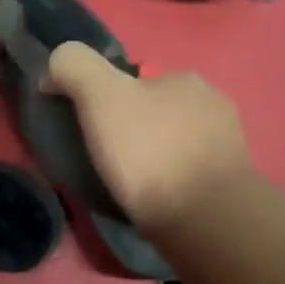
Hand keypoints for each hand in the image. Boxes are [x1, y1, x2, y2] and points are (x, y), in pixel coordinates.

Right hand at [46, 41, 252, 236]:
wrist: (203, 217)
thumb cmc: (149, 152)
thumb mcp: (100, 96)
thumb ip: (75, 67)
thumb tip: (54, 67)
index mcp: (183, 77)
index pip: (133, 81)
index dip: (104, 101)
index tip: (86, 129)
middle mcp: (212, 101)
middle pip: (154, 110)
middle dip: (131, 129)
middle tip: (104, 159)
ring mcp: (226, 142)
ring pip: (174, 141)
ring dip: (152, 156)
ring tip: (128, 185)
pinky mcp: (229, 181)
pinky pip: (188, 171)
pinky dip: (170, 180)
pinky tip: (155, 198)